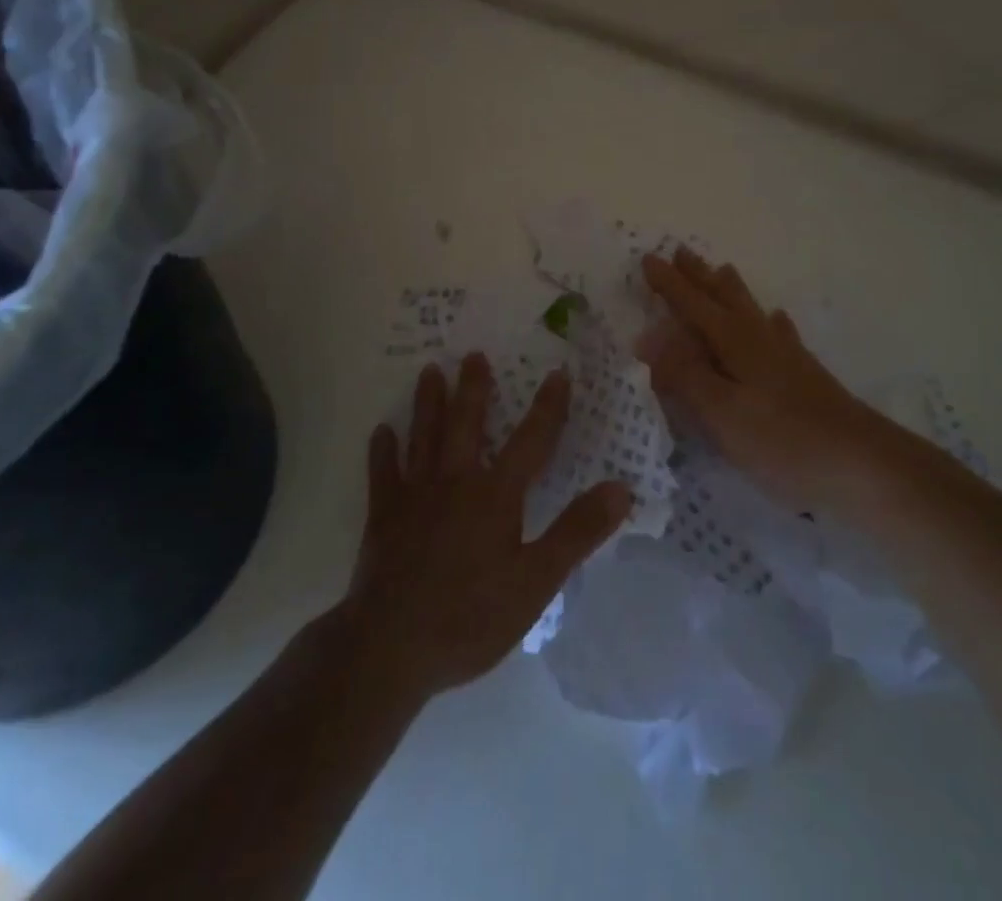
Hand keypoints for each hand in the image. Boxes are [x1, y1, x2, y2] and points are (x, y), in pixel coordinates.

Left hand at [340, 356, 632, 702]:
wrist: (391, 647)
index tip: (558, 373)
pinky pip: (383, 474)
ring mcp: (415, 496)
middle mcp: (455, 481)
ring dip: (428, 403)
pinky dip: (382, 451)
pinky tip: (381, 431)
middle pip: (467, 424)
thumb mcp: (536, 582)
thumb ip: (577, 532)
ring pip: (424, 437)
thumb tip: (621, 488)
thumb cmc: (470, 616)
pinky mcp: (383, 516)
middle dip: (474, 388)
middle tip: (473, 355)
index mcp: (495, 495)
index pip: (530, 440)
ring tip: (430, 371)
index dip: (548, 407)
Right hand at [638, 249, 892, 511]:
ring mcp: (786, 355)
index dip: (668, 284)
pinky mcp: (805, 375)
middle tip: (682, 251)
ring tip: (723, 270)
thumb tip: (648, 336)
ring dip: (731, 289)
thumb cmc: (782, 439)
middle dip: (699, 275)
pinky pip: (781, 333)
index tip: (648, 258)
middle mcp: (758, 338)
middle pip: (723, 297)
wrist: (863, 464)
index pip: (692, 304)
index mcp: (733, 342)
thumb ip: (684, 374)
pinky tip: (776, 320)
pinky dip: (772, 322)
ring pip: (751, 309)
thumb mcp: (721, 412)